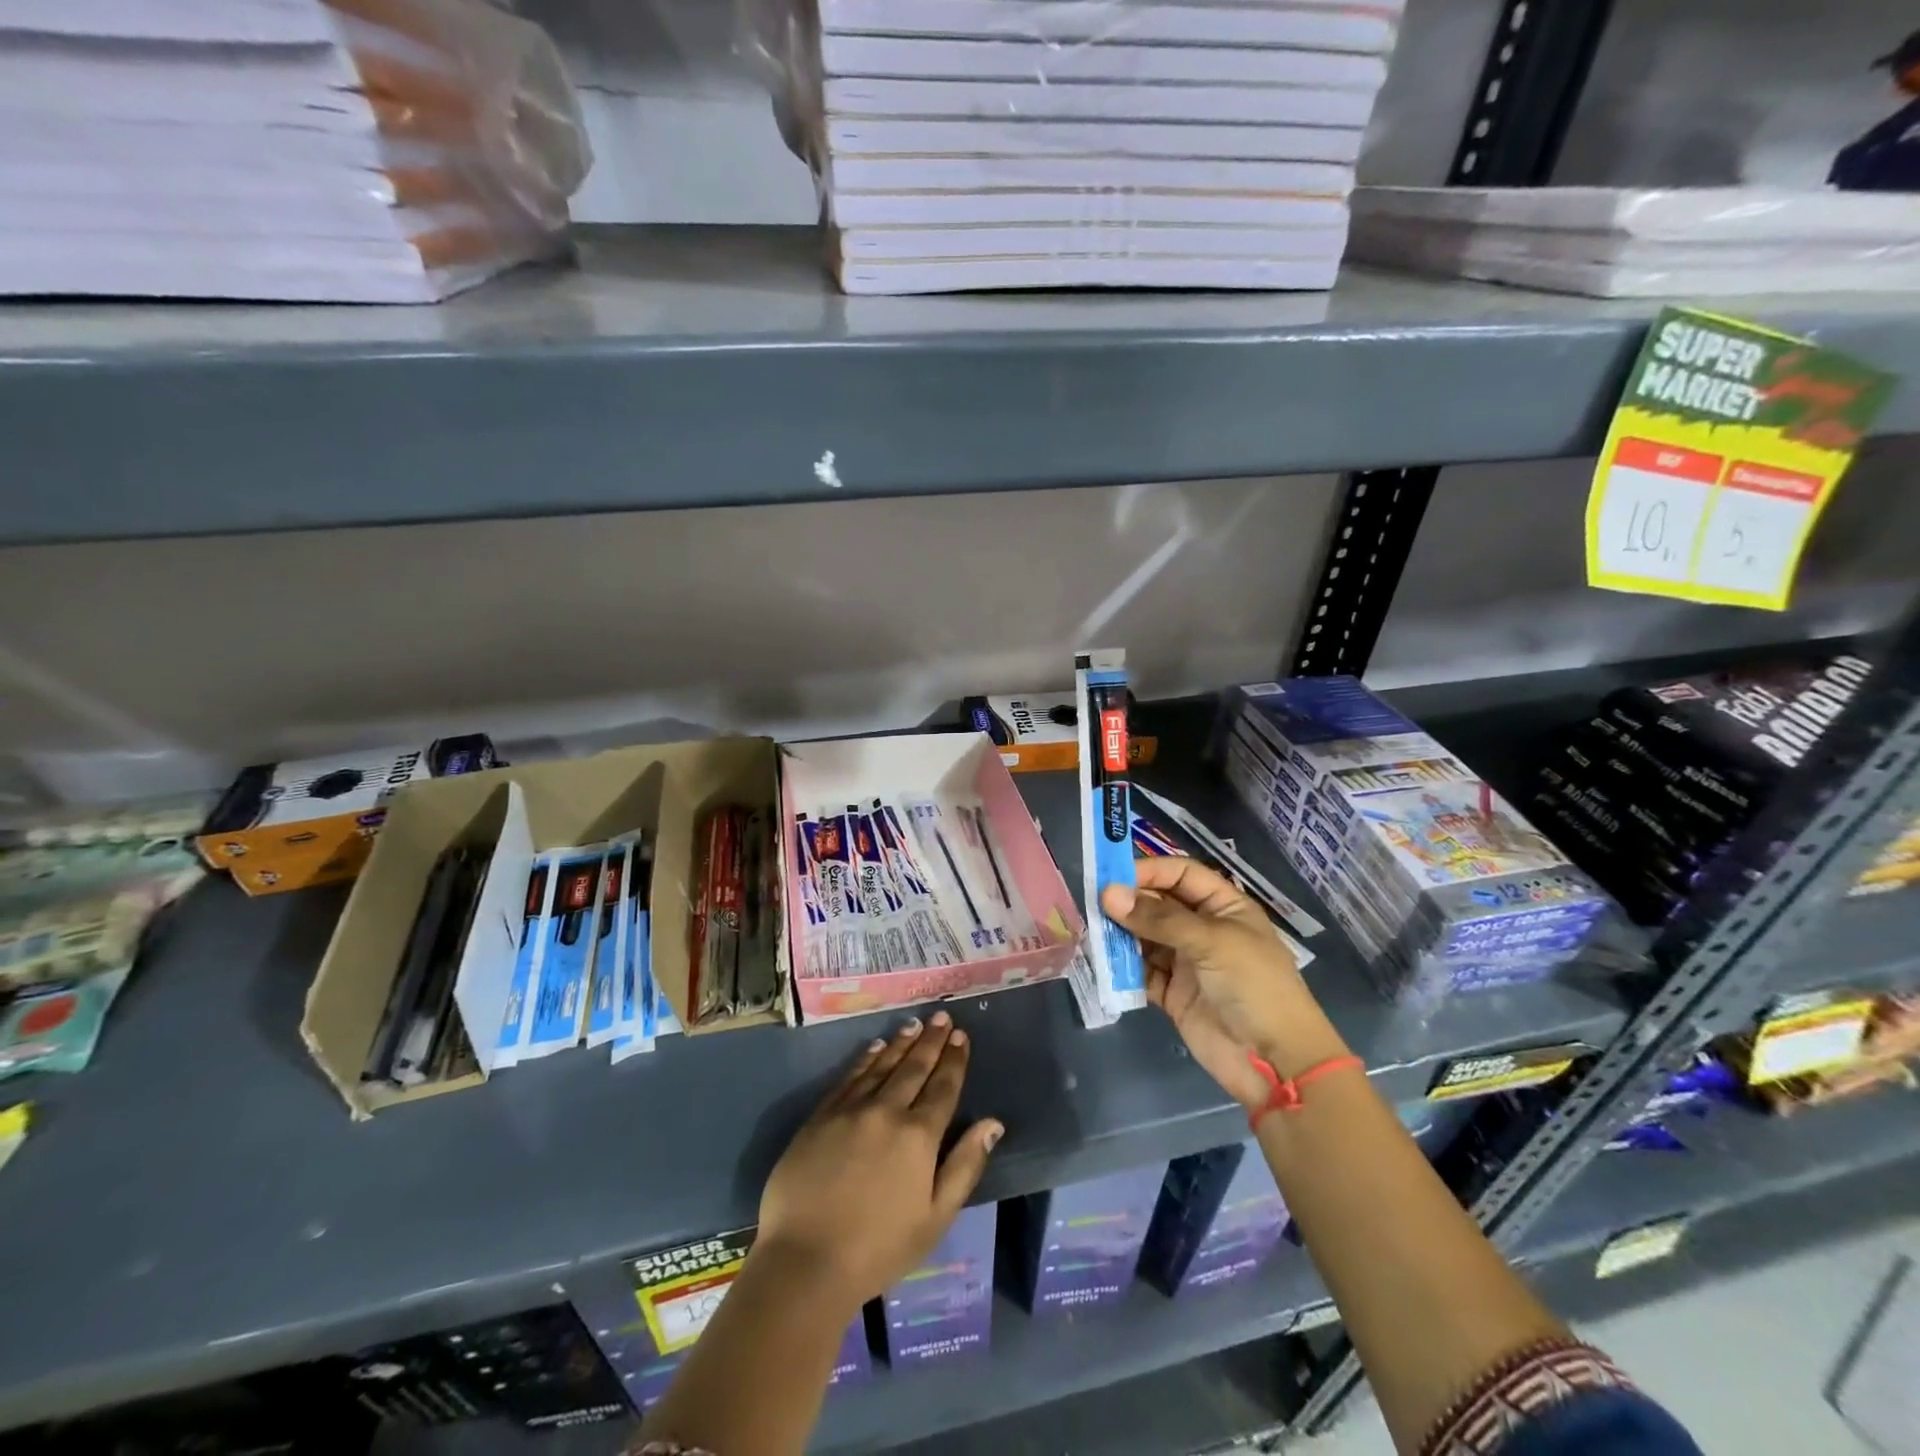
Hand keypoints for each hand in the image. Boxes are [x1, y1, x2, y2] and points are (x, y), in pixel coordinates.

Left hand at [756, 1012, 1002, 1311]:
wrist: (805, 1261)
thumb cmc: (879, 1248)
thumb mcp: (936, 1217)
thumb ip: (965, 1165)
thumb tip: (993, 1123)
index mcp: (919, 1136)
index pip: (943, 1087)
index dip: (954, 1060)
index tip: (961, 1036)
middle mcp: (887, 1111)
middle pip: (914, 1068)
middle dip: (931, 1041)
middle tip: (941, 1017)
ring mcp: (850, 1110)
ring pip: (881, 1066)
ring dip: (900, 1043)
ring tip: (914, 1025)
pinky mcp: (820, 1116)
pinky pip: (849, 1077)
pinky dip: (865, 1059)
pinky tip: (874, 1048)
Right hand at [1101, 857, 1347, 1110]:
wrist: (1275, 1062)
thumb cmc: (1254, 986)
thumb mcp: (1211, 942)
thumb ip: (1158, 918)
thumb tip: (1108, 894)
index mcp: (1224, 907)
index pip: (1182, 874)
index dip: (1150, 870)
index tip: (1112, 876)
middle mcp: (1204, 929)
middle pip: (1159, 904)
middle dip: (1129, 902)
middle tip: (1092, 904)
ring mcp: (1187, 962)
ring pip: (1145, 937)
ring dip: (1121, 934)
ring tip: (1092, 931)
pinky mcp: (1173, 994)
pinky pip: (1142, 972)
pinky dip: (1122, 967)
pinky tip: (1101, 961)